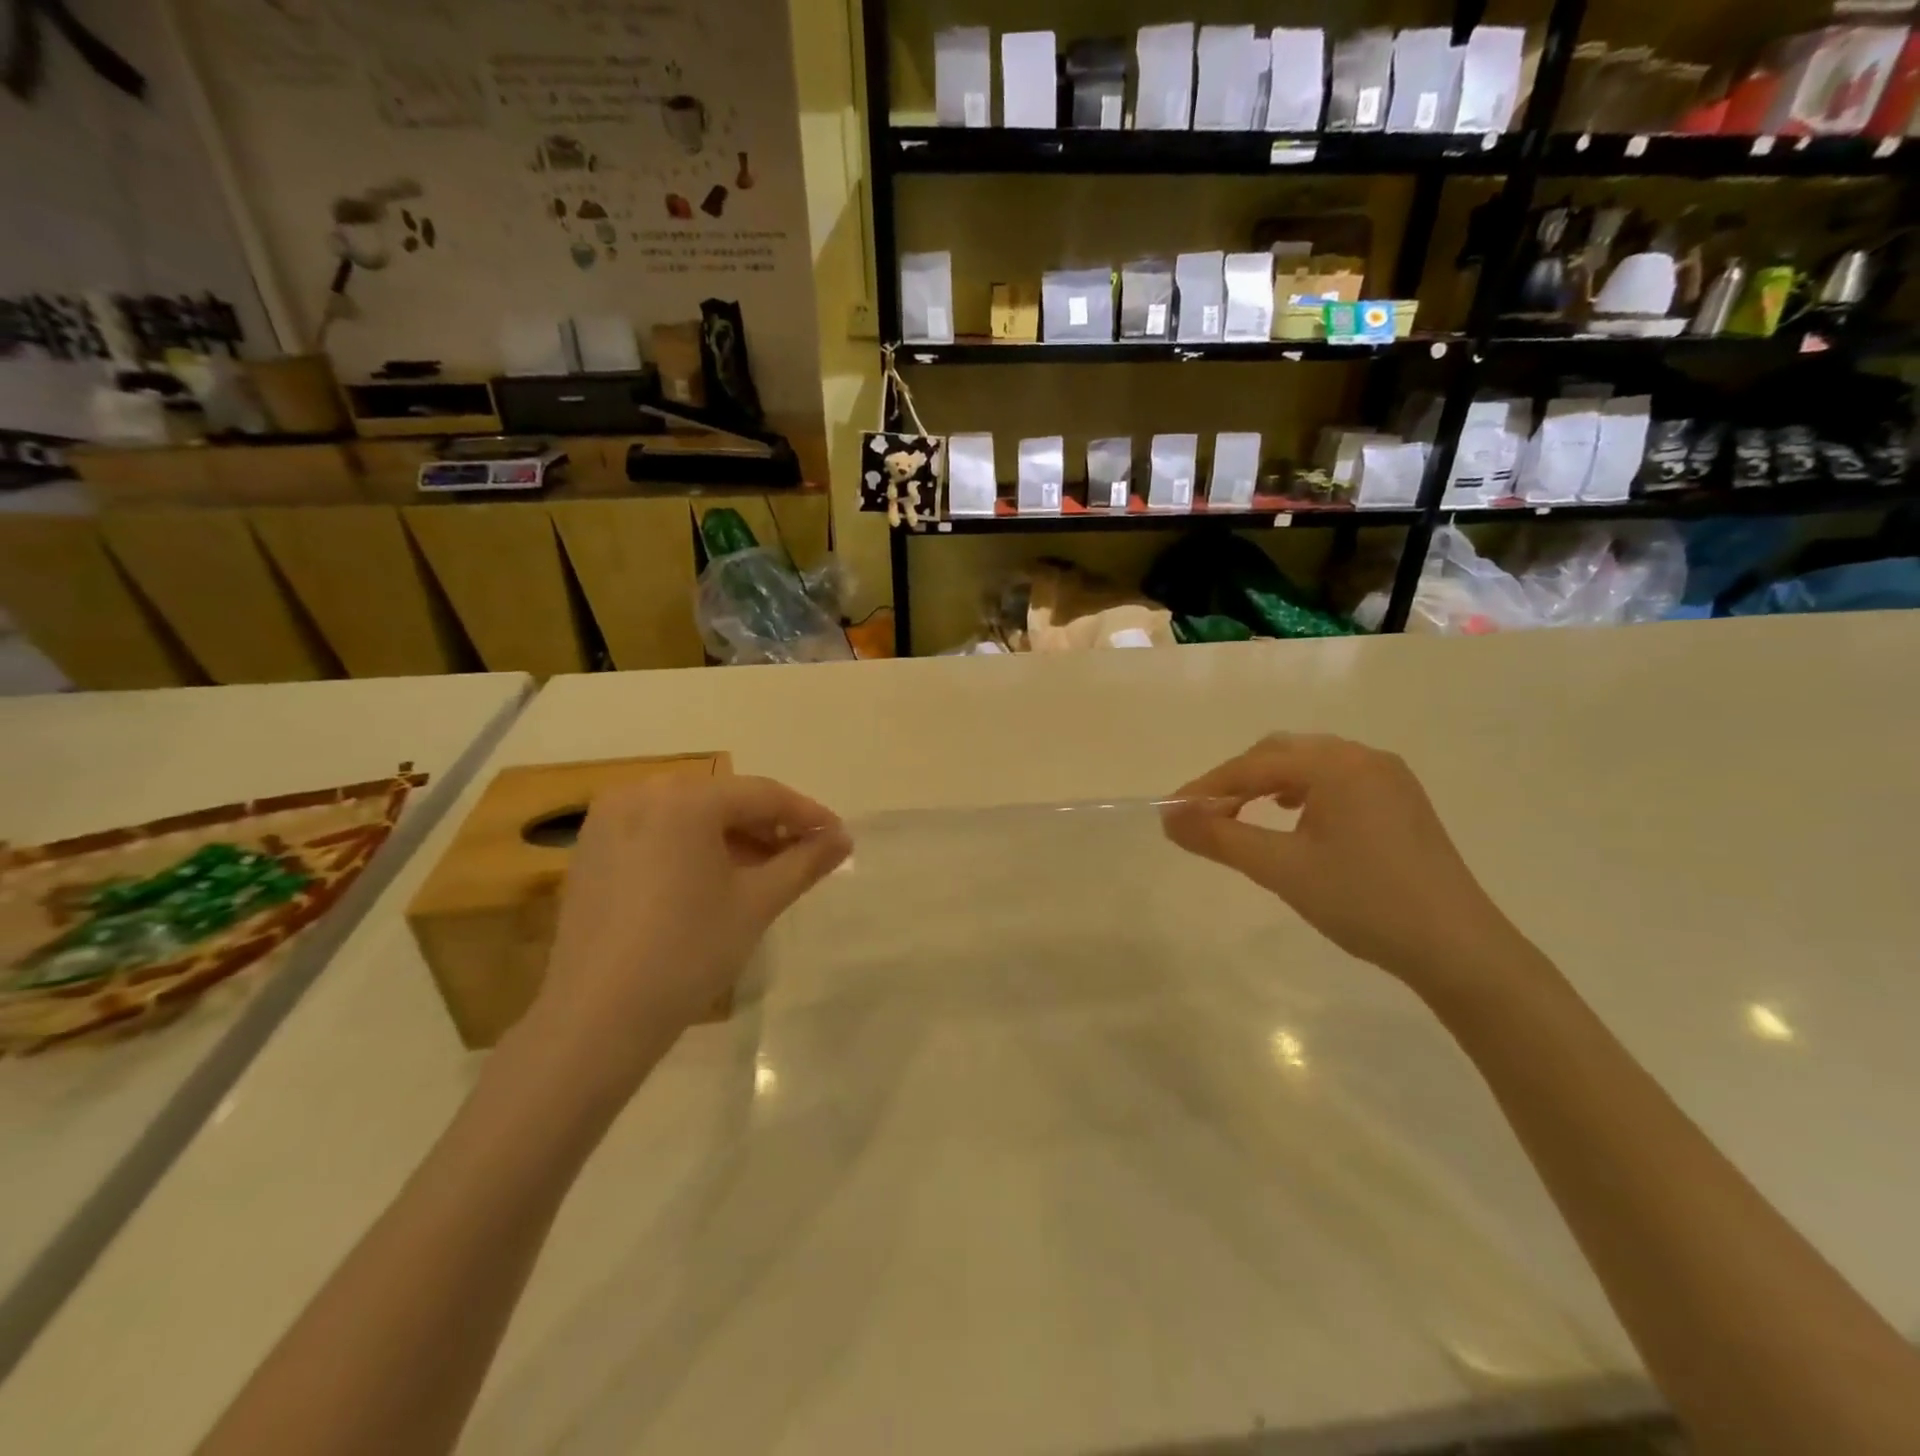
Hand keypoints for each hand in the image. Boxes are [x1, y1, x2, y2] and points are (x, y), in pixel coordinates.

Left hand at [528, 774, 849, 1092]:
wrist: (598, 1018)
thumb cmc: (689, 952)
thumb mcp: (757, 903)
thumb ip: (805, 862)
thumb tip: (843, 839)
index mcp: (684, 799)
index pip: (762, 795)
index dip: (806, 815)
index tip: (838, 837)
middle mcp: (641, 793)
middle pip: (723, 801)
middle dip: (767, 826)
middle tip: (803, 856)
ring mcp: (608, 820)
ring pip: (690, 816)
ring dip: (732, 837)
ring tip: (764, 871)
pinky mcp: (590, 850)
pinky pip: (657, 832)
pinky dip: (692, 847)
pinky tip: (714, 880)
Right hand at [1162, 734, 1526, 993]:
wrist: (1458, 949)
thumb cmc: (1363, 902)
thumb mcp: (1281, 869)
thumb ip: (1220, 838)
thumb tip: (1168, 819)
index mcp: (1337, 765)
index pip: (1253, 766)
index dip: (1207, 787)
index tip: (1172, 813)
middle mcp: (1363, 757)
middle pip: (1280, 753)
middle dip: (1236, 781)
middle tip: (1205, 816)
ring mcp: (1388, 777)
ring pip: (1308, 765)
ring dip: (1267, 784)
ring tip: (1242, 815)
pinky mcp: (1400, 801)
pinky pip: (1335, 780)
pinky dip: (1300, 792)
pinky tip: (1294, 817)